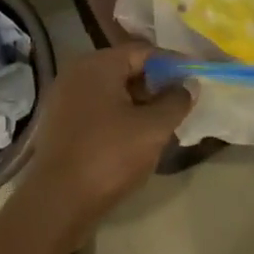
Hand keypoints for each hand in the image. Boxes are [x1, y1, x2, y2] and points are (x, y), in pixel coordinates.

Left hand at [17, 44, 190, 236]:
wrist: (59, 202)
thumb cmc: (109, 156)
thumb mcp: (153, 128)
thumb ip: (176, 101)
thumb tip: (188, 85)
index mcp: (97, 64)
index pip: (143, 51)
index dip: (173, 64)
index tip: (195, 79)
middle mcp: (76, 72)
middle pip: (125, 68)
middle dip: (155, 84)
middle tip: (180, 102)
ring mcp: (64, 98)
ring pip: (111, 90)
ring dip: (138, 102)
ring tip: (162, 122)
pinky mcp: (60, 122)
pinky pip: (97, 108)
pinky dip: (118, 115)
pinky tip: (135, 136)